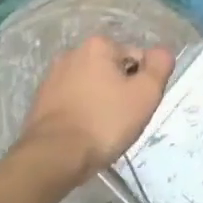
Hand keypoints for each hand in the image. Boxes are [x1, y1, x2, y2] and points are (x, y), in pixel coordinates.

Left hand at [19, 36, 174, 180]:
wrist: (54, 156)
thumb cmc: (105, 122)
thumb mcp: (146, 93)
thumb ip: (160, 66)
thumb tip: (161, 52)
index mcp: (98, 46)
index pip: (137, 58)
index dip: (143, 83)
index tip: (138, 106)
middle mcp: (72, 53)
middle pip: (113, 70)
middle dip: (122, 91)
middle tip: (124, 118)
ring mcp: (52, 77)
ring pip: (93, 86)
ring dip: (102, 102)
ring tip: (104, 129)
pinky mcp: (41, 100)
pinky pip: (74, 101)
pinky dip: (83, 112)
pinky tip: (85, 133)